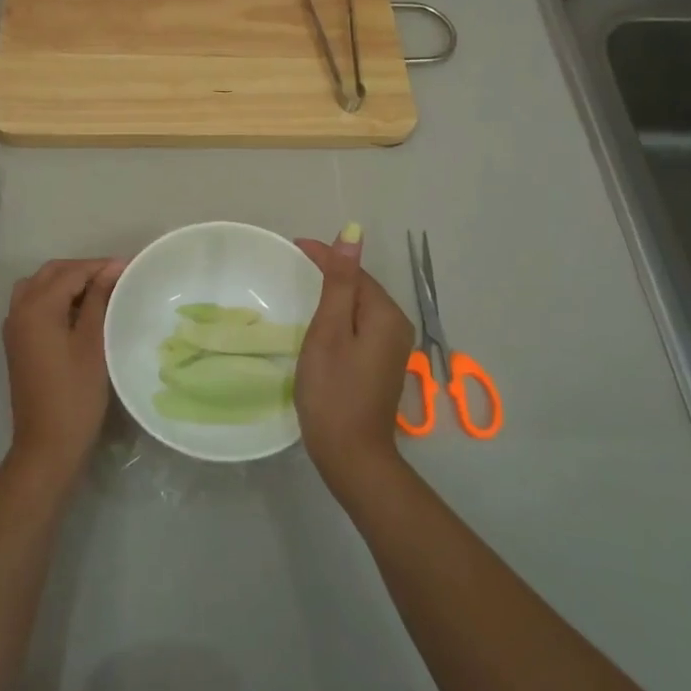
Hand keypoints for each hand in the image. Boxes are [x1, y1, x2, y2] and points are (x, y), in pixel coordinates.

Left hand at [1, 258, 124, 481]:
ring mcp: (15, 327)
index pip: (71, 272)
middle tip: (116, 278)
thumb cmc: (76, 394)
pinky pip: (33, 304)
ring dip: (66, 282)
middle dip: (82, 270)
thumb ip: (99, 299)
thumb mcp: (93, 342)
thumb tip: (113, 268)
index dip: (100, 267)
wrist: (47, 445)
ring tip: (98, 292)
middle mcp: (19, 310)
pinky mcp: (18, 343)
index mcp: (36, 307)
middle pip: (51, 273)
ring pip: (39, 286)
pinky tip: (79, 312)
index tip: (129, 268)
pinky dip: (55, 298)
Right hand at [293, 230, 416, 499]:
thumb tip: (353, 234)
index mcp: (385, 314)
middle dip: (331, 273)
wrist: (351, 455)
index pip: (354, 272)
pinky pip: (361, 327)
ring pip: (360, 308)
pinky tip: (322, 324)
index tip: (293, 245)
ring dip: (335, 296)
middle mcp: (397, 326)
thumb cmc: (333, 390)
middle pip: (360, 288)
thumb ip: (339, 282)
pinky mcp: (383, 364)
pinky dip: (341, 319)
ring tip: (303, 288)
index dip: (325, 255)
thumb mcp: (329, 331)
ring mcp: (393, 348)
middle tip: (294, 264)